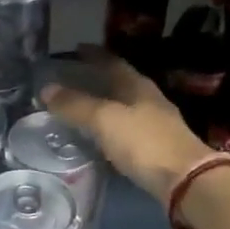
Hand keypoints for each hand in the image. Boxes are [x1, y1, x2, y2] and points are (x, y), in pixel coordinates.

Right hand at [41, 47, 214, 201]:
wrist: (183, 179)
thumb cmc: (143, 142)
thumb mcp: (104, 120)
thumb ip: (75, 105)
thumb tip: (45, 89)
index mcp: (137, 86)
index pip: (112, 62)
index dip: (94, 54)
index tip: (76, 49)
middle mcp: (148, 100)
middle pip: (119, 84)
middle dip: (97, 79)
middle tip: (72, 80)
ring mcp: (155, 125)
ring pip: (124, 107)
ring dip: (103, 105)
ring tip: (80, 108)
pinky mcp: (155, 149)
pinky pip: (127, 130)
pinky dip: (110, 129)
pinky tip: (100, 137)